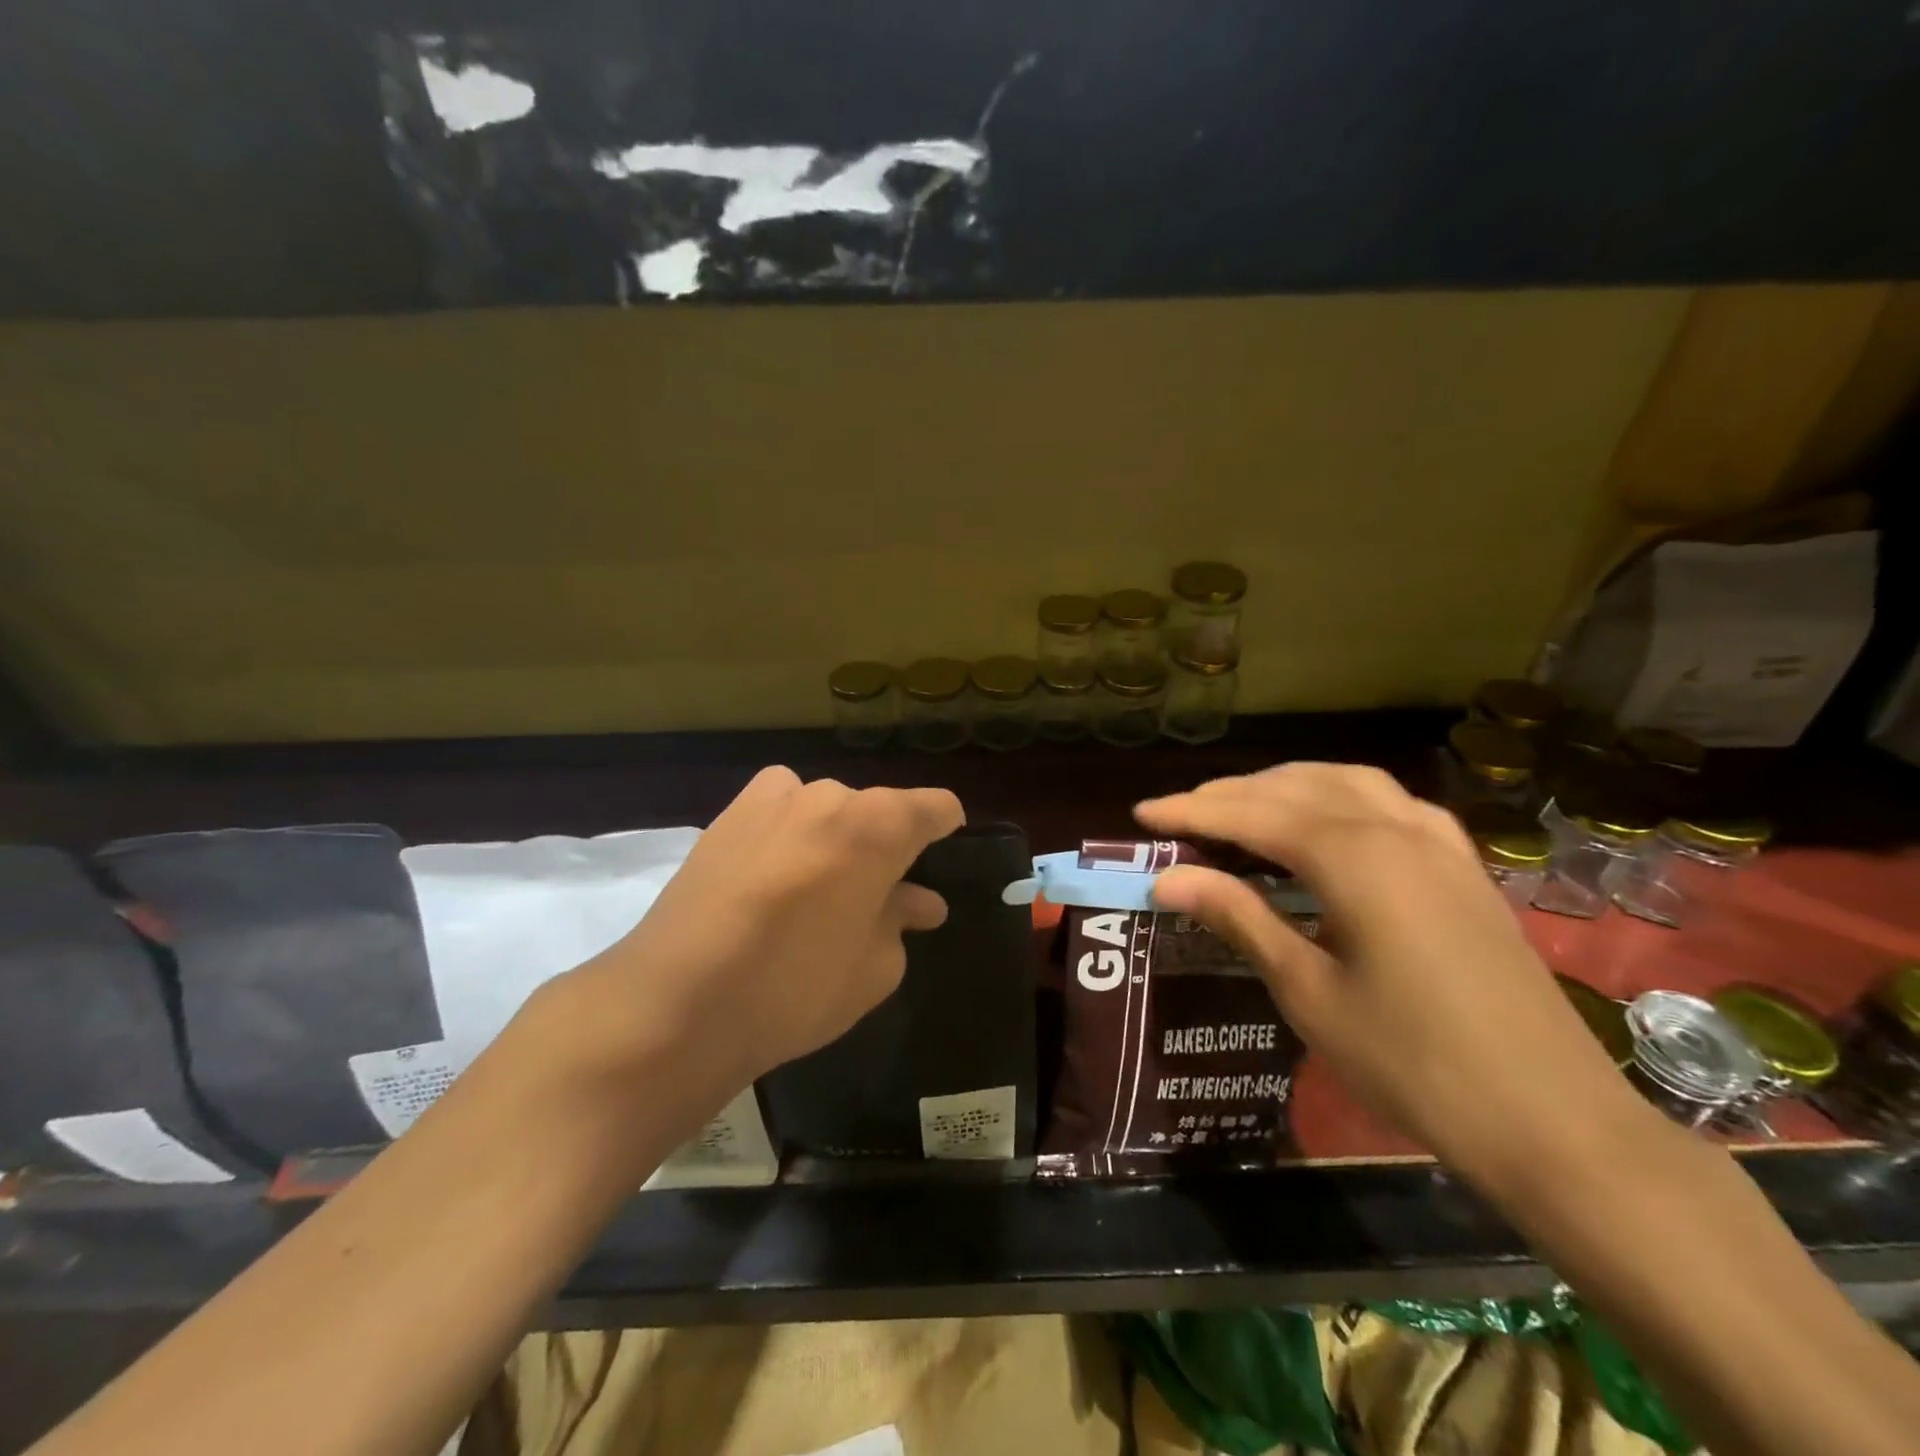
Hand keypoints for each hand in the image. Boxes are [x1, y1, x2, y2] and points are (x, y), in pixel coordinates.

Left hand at [558, 767, 963, 1099]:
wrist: (676, 1000)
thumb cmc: (796, 988)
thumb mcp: (875, 968)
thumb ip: (901, 921)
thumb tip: (917, 902)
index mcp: (878, 825)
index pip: (934, 807)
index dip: (946, 828)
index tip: (944, 852)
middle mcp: (829, 796)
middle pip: (876, 811)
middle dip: (886, 847)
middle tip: (879, 897)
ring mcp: (774, 799)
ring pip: (827, 809)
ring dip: (837, 838)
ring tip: (821, 887)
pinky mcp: (728, 814)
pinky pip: (780, 808)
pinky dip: (791, 829)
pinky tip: (776, 872)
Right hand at [1136, 764, 1655, 1189]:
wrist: (1553, 1122)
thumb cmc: (1413, 1062)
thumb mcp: (1308, 990)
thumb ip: (1239, 918)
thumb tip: (1167, 879)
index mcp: (1353, 857)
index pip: (1251, 815)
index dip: (1190, 812)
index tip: (1141, 814)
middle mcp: (1395, 829)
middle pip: (1295, 789)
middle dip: (1230, 794)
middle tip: (1179, 813)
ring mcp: (1439, 844)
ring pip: (1347, 783)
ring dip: (1286, 785)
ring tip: (1242, 804)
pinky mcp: (1463, 867)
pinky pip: (1391, 804)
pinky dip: (1342, 796)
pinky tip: (1329, 820)